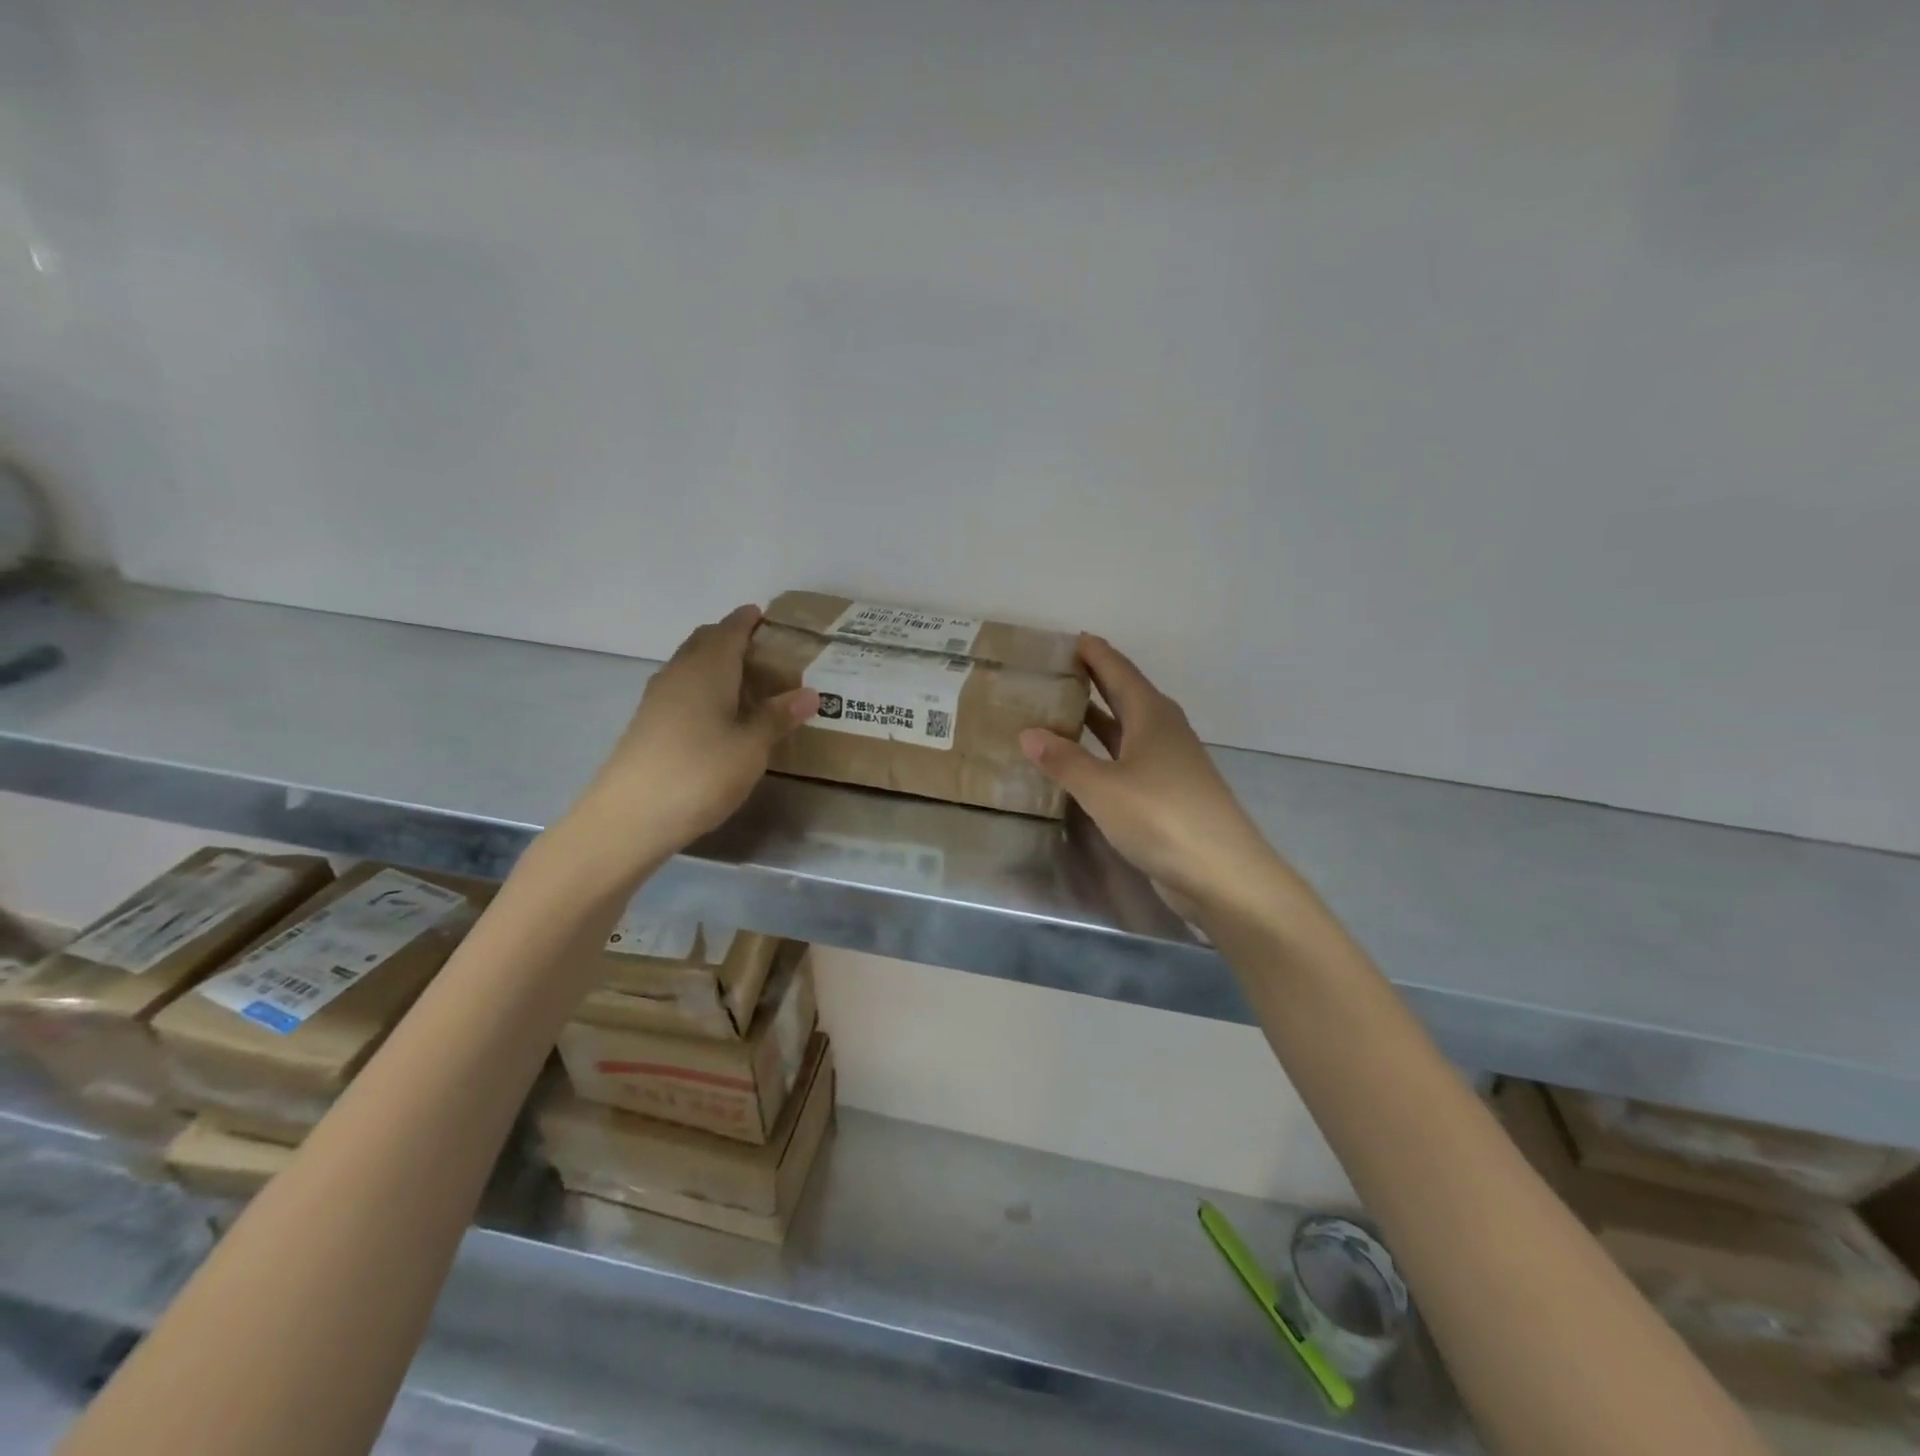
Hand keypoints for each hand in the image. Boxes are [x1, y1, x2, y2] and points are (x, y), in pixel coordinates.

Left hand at [571, 606, 817, 859]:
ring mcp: (658, 698)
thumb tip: (810, 693)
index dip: (748, 620)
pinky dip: (702, 687)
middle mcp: (680, 673)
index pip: (730, 630)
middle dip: (730, 638)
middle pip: (704, 641)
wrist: (630, 816)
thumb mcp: (751, 747)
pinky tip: (717, 714)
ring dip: (714, 663)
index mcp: (708, 668)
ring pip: (690, 665)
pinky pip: (681, 689)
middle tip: (763, 650)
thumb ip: (777, 717)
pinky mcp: (648, 723)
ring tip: (745, 681)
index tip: (766, 616)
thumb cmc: (701, 773)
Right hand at [1020, 636, 1288, 920]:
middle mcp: (1163, 731)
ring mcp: (1169, 763)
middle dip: (1096, 680)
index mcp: (1152, 716)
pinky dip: (1105, 751)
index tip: (1071, 638)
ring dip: (1099, 717)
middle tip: (1059, 669)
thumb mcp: (1102, 788)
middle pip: (1126, 695)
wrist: (1220, 872)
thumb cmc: (1161, 817)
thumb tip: (1028, 733)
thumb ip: (1064, 760)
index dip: (1096, 653)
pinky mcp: (1168, 793)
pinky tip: (1084, 762)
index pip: (1119, 671)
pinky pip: (1129, 758)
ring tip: (1062, 708)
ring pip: (1128, 728)